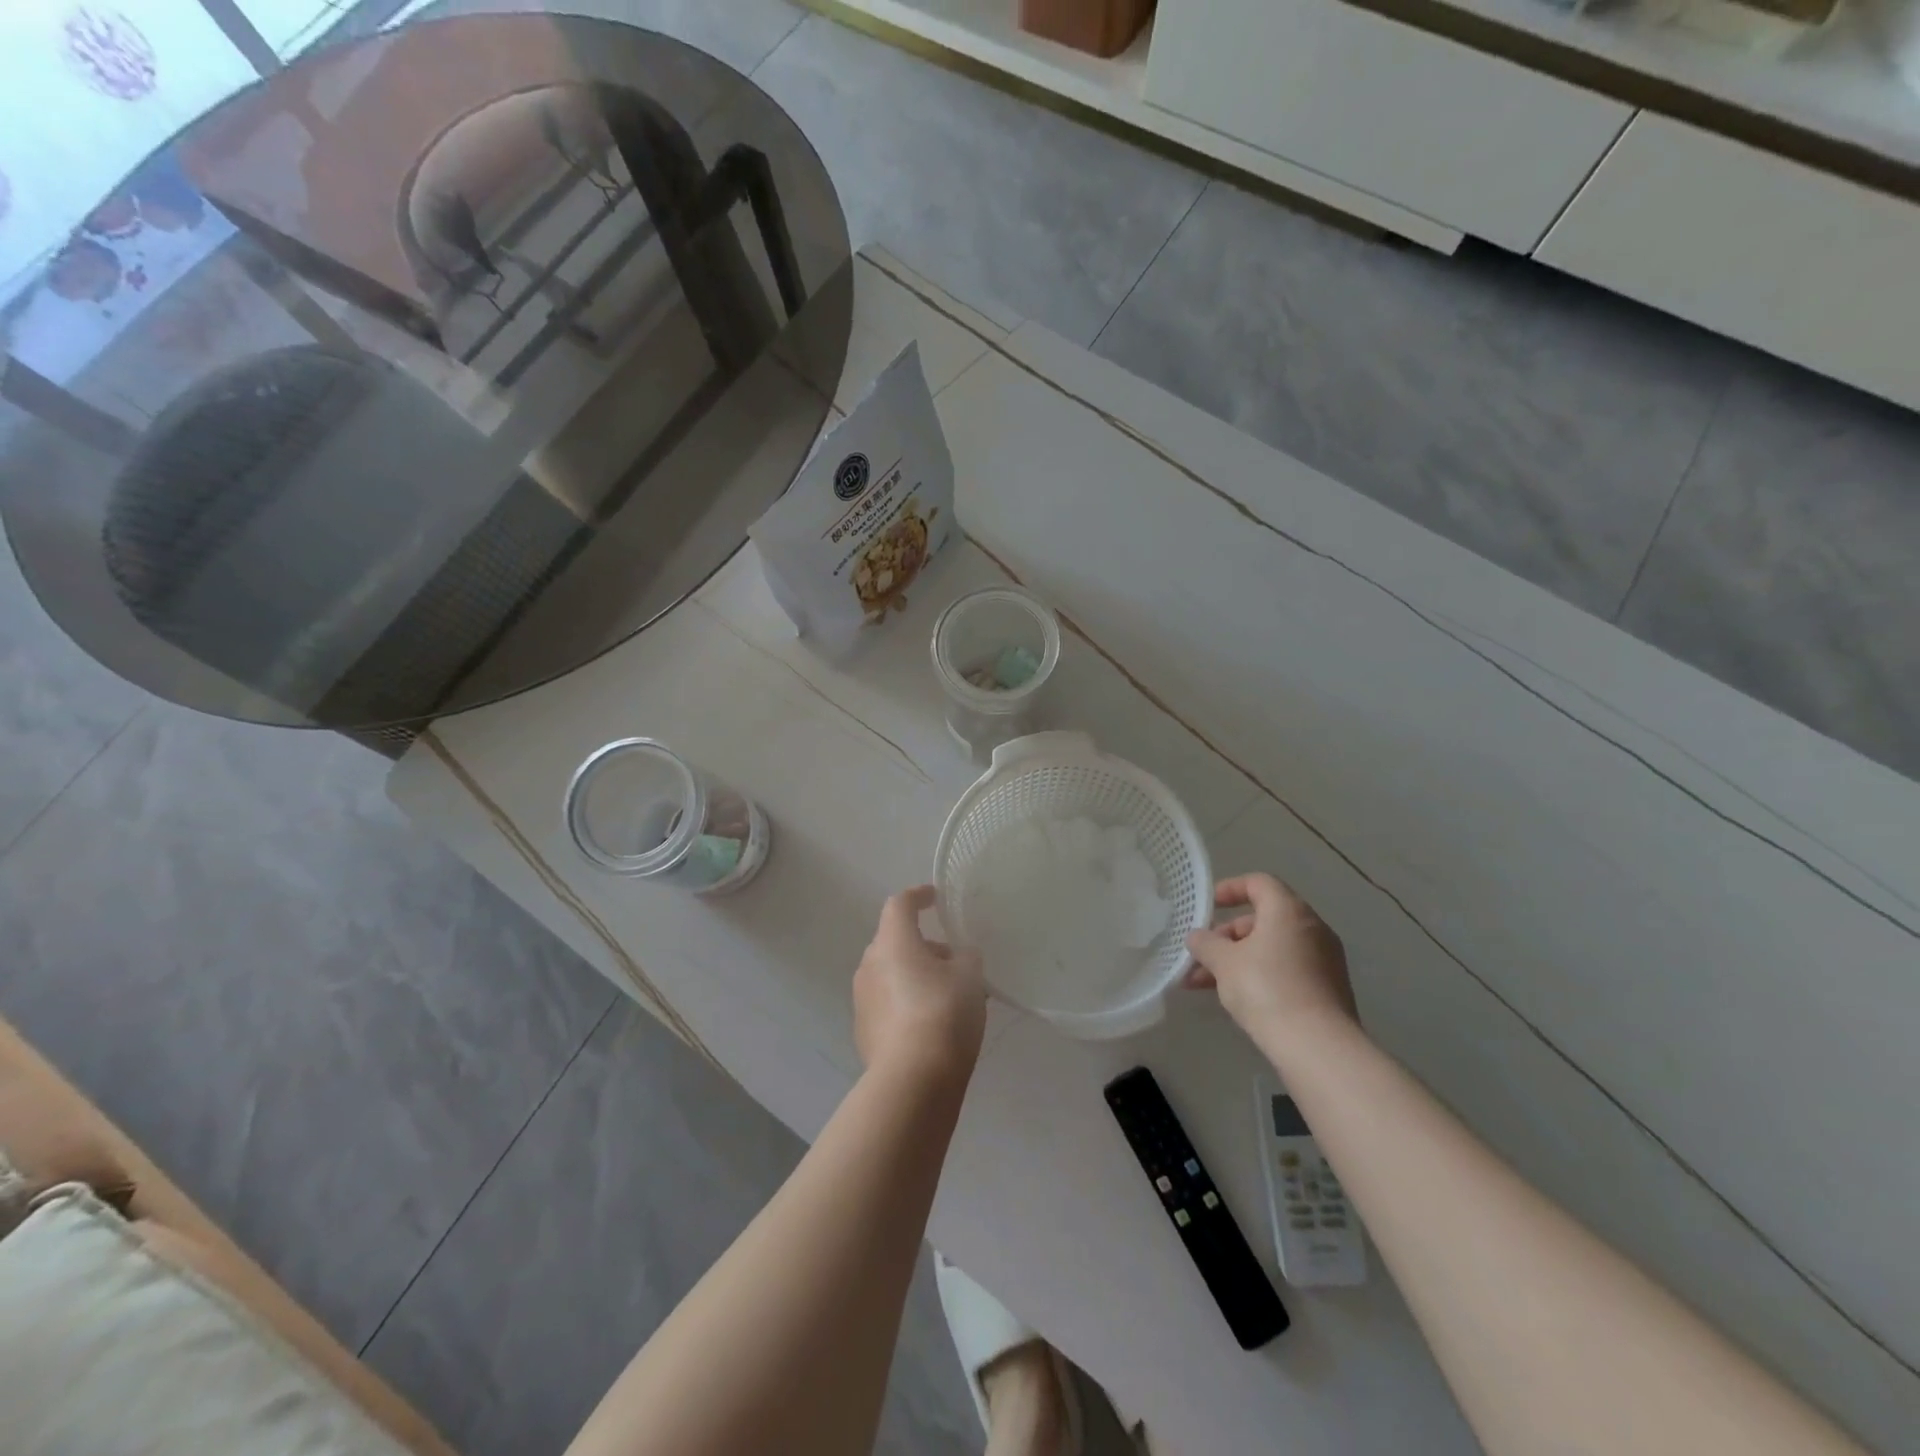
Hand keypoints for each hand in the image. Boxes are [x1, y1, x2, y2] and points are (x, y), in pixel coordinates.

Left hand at [853, 886, 987, 1081]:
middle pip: (895, 941)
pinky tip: (930, 1024)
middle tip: (954, 961)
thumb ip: (965, 957)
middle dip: (923, 945)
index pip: (900, 904)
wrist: (913, 1080)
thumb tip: (958, 956)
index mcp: (893, 941)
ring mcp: (862, 998)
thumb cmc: (944, 1014)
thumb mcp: (970, 977)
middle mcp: (870, 963)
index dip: (918, 896)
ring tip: (948, 996)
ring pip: (891, 973)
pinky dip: (906, 1002)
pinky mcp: (863, 1030)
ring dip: (915, 975)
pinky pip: (887, 1002)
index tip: (935, 898)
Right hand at [1185, 874, 1358, 1044]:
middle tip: (1202, 955)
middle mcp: (1312, 928)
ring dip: (1238, 960)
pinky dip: (1260, 975)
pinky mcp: (1328, 989)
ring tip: (1203, 984)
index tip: (1209, 906)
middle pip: (1264, 919)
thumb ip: (1205, 944)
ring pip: (1272, 948)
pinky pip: (1287, 970)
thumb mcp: (1223, 962)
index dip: (1230, 889)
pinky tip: (1235, 999)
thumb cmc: (1266, 989)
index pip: (1259, 883)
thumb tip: (1197, 937)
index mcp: (1288, 911)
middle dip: (1227, 935)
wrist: (1318, 1047)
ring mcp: (1324, 960)